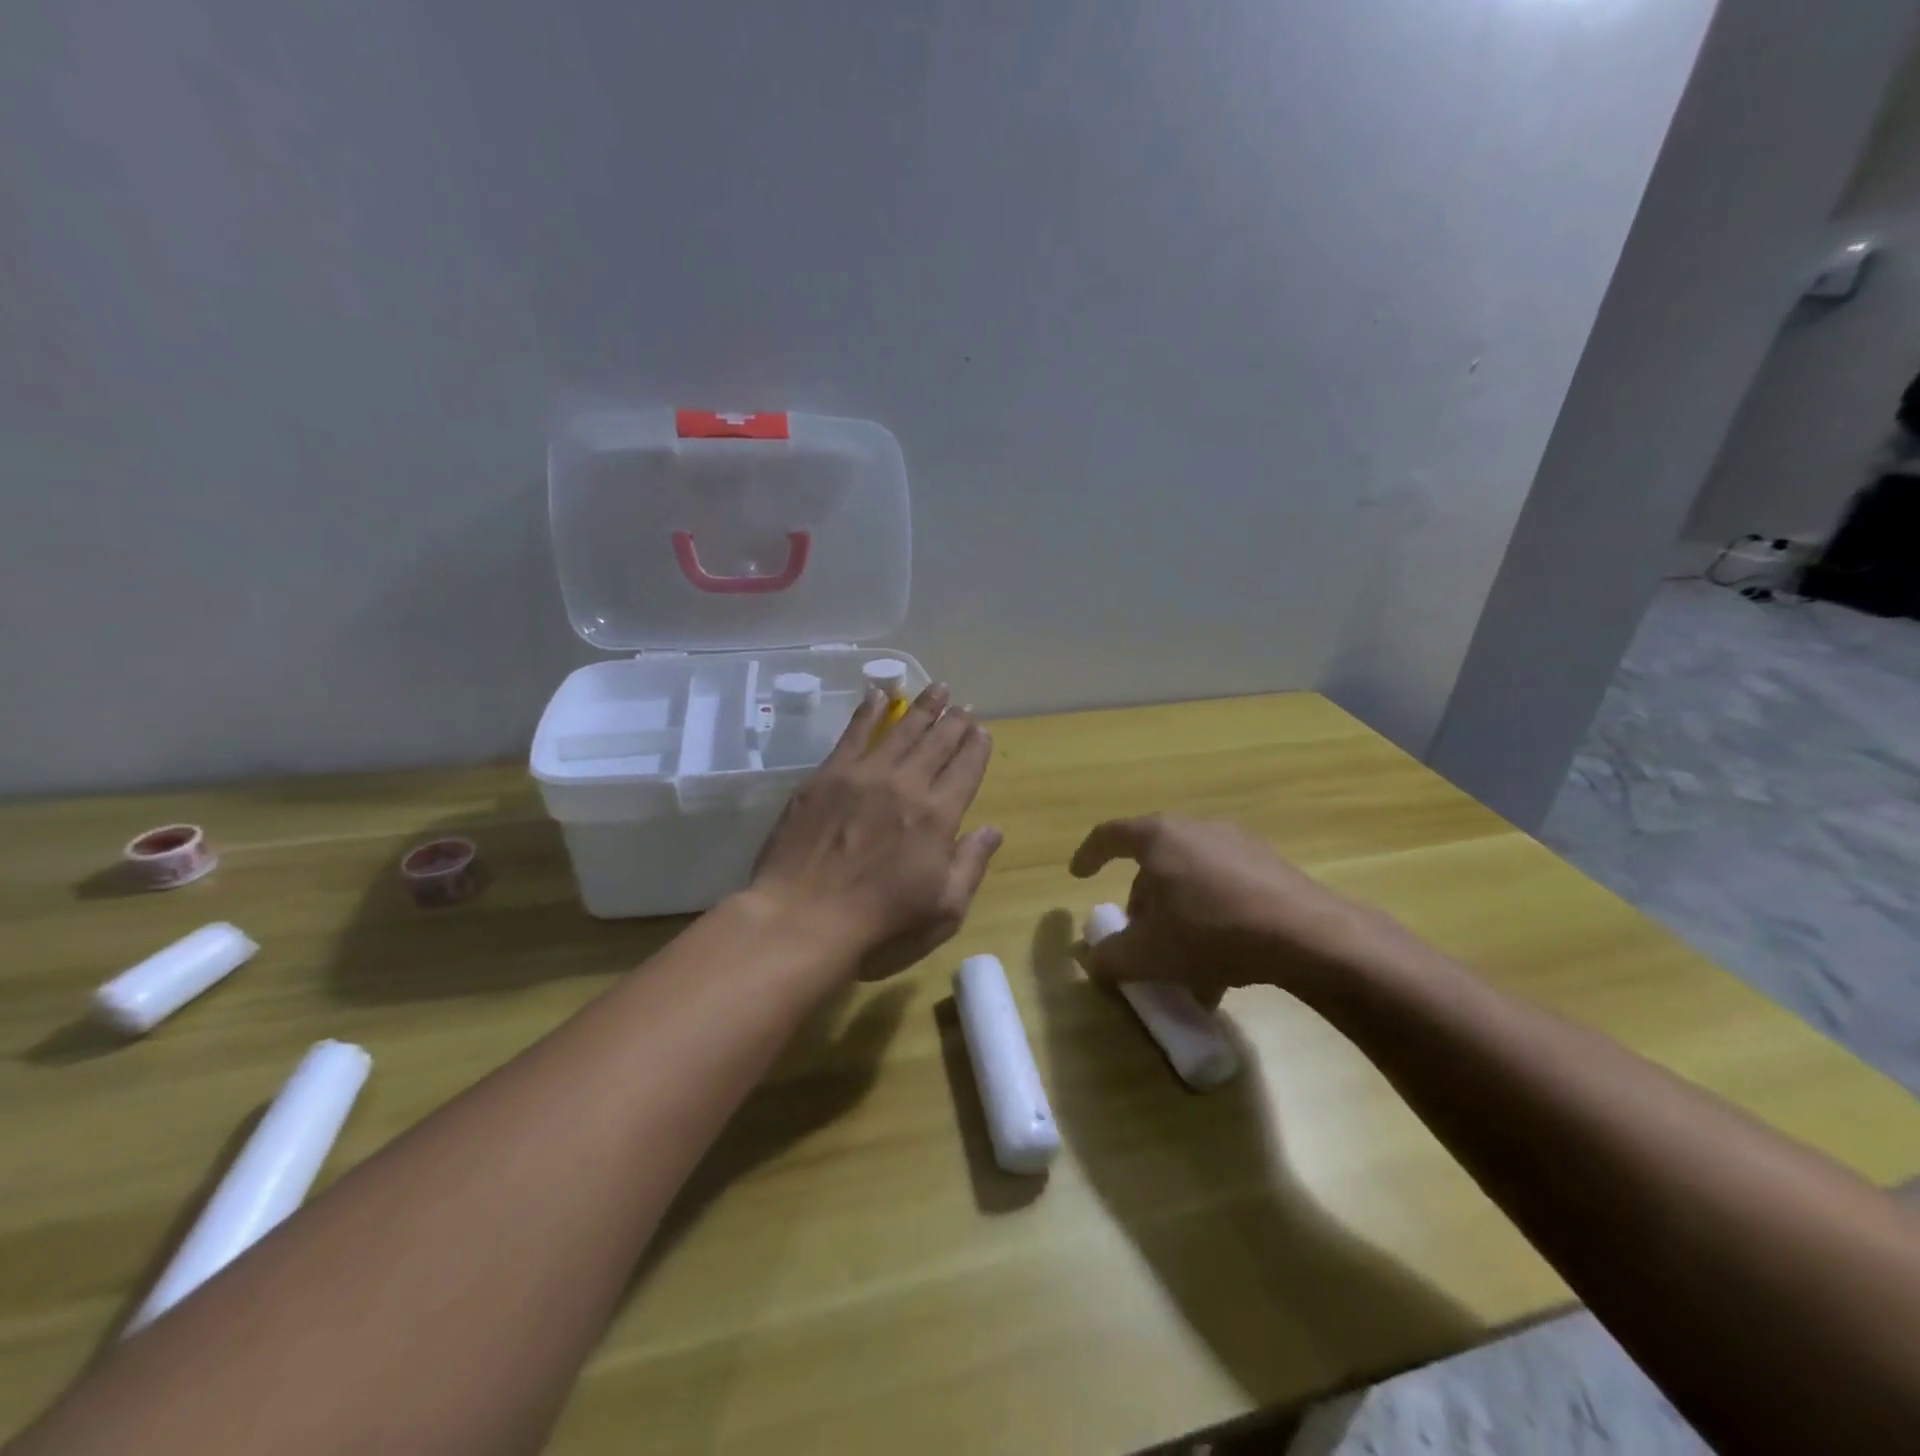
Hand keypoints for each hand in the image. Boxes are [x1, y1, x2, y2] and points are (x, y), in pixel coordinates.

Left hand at [748, 683, 1000, 981]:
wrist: (803, 918)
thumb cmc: (881, 925)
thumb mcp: (944, 909)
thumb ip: (971, 864)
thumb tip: (993, 829)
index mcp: (938, 816)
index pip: (966, 769)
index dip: (976, 747)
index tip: (982, 730)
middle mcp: (906, 784)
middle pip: (937, 742)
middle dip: (955, 721)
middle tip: (964, 704)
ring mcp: (864, 775)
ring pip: (901, 730)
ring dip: (922, 707)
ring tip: (937, 688)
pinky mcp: (827, 775)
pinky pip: (854, 733)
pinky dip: (869, 710)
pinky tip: (878, 694)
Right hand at [1068, 813, 1385, 1004]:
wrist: (1306, 936)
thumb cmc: (1211, 932)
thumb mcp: (1148, 954)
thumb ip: (1110, 956)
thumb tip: (1096, 960)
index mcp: (1159, 837)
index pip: (1110, 835)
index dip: (1088, 854)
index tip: (1079, 875)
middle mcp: (1196, 828)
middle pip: (1153, 862)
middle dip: (1141, 902)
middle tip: (1139, 937)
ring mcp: (1237, 843)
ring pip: (1190, 878)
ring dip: (1177, 915)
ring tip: (1183, 963)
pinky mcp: (1269, 865)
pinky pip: (1224, 887)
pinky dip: (1210, 917)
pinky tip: (1222, 964)